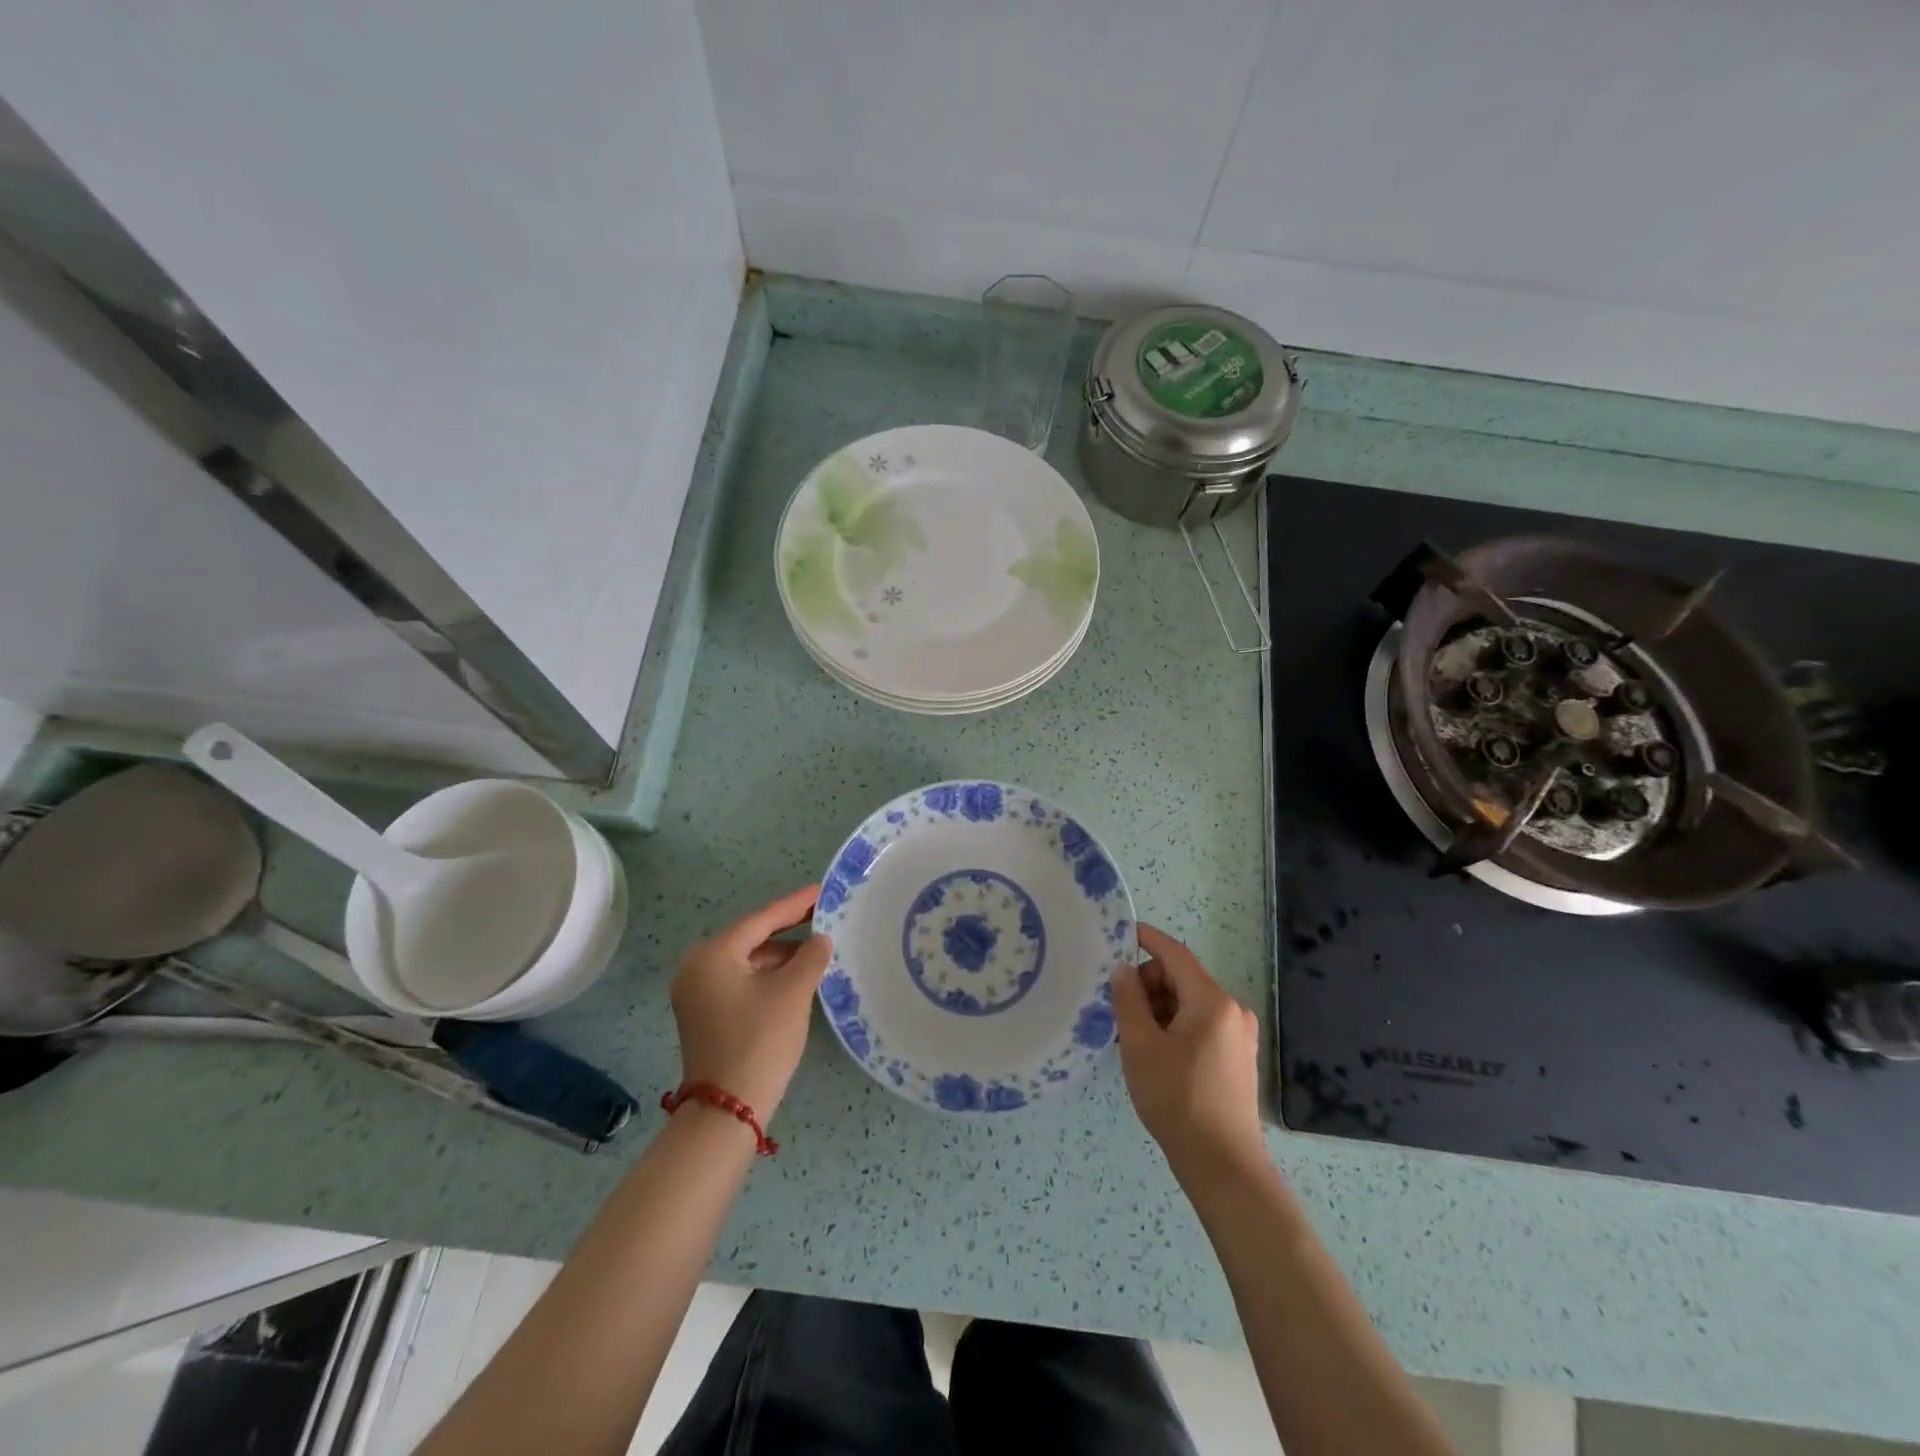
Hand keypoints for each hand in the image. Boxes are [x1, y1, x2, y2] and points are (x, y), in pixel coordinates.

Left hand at [670, 886, 831, 1121]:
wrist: (727, 1109)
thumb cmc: (760, 1040)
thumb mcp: (793, 992)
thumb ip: (810, 956)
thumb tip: (820, 939)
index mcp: (713, 953)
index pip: (761, 919)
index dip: (795, 905)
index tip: (821, 890)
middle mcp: (697, 965)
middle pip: (751, 937)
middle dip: (787, 928)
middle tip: (822, 914)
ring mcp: (697, 991)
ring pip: (747, 959)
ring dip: (780, 954)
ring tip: (816, 946)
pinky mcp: (704, 1011)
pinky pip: (740, 978)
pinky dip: (767, 974)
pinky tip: (795, 973)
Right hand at [1112, 923, 1263, 1178]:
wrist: (1222, 1165)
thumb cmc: (1177, 1099)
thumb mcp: (1140, 1046)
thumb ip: (1129, 1000)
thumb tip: (1123, 969)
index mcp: (1212, 1001)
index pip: (1175, 954)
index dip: (1147, 939)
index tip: (1120, 933)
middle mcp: (1232, 1010)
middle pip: (1182, 979)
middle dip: (1149, 985)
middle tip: (1120, 1011)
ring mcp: (1239, 1035)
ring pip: (1190, 1003)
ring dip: (1160, 1009)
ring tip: (1134, 1038)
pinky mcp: (1238, 1057)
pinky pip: (1201, 1024)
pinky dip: (1175, 1026)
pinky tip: (1156, 1053)